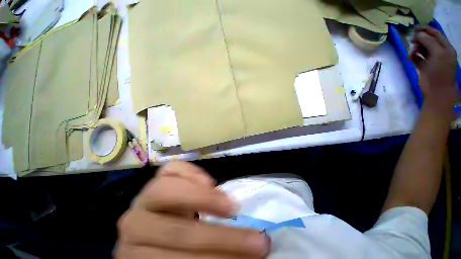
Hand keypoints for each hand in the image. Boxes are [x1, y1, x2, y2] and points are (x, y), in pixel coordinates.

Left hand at [115, 162, 269, 258]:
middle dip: (221, 237)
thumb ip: (208, 254)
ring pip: (167, 191)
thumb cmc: (169, 246)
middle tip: (255, 239)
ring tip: (230, 204)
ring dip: (203, 198)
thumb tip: (247, 258)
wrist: (152, 229)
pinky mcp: (154, 179)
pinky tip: (209, 182)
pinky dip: (191, 172)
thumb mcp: (186, 256)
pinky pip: (169, 169)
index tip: (254, 258)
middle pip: (176, 232)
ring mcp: (142, 198)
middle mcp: (134, 228)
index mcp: (140, 257)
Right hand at [410, 26, 457, 113]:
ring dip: (416, 48)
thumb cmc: (440, 72)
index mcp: (445, 48)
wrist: (438, 91)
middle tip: (411, 40)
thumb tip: (418, 34)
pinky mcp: (424, 67)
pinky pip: (417, 58)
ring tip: (412, 51)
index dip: (426, 30)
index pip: (436, 34)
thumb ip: (429, 42)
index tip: (415, 28)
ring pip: (422, 49)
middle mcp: (439, 52)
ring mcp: (431, 60)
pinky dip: (413, 56)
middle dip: (420, 39)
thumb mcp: (438, 54)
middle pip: (428, 41)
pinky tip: (410, 57)